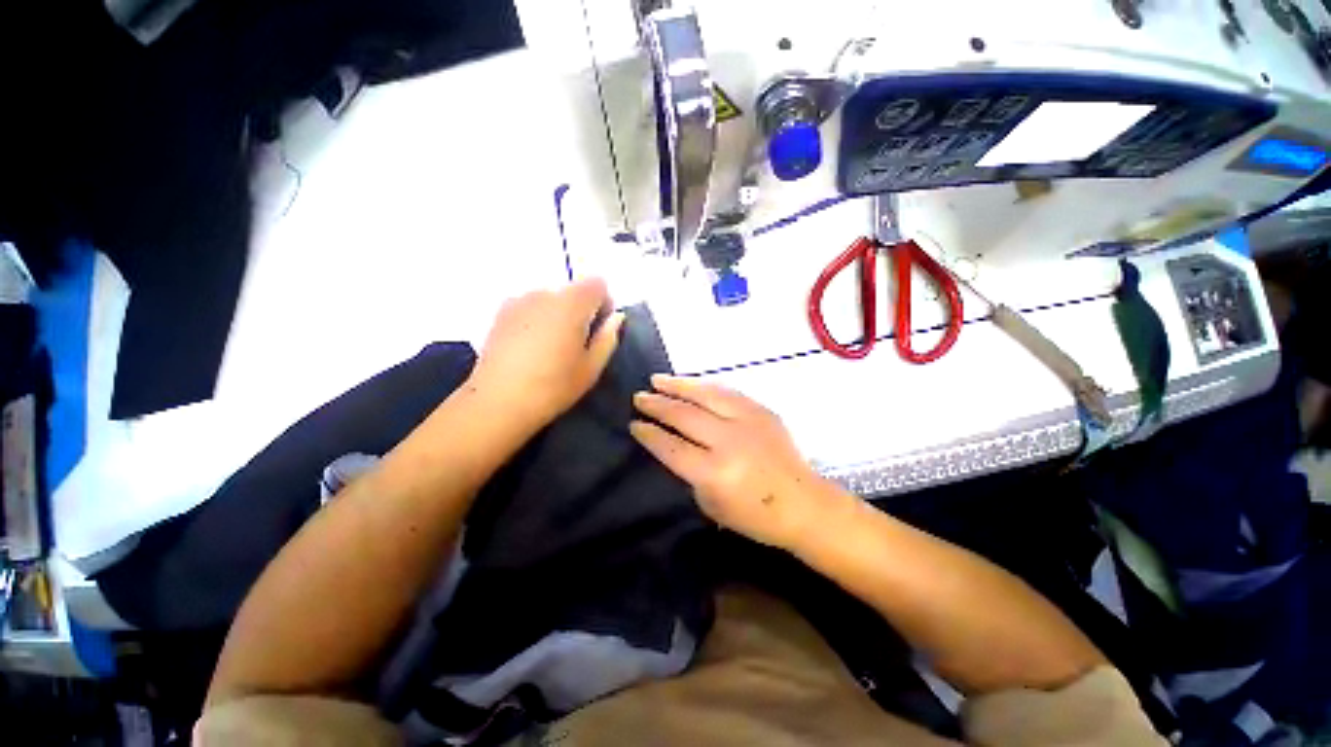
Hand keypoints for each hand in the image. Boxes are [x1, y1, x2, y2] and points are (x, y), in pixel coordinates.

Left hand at [470, 278, 624, 430]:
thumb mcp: (592, 367)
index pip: (597, 284)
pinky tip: (531, 349)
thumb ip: (608, 338)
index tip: (600, 330)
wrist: (499, 401)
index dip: (604, 304)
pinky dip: (538, 320)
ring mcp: (519, 301)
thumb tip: (616, 318)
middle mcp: (545, 293)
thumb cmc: (554, 386)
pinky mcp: (500, 314)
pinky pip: (530, 308)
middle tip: (578, 344)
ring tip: (552, 348)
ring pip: (550, 300)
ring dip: (559, 315)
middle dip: (581, 311)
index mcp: (572, 303)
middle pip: (573, 291)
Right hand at [630, 375, 851, 549]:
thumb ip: (691, 472)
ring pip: (705, 395)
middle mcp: (729, 441)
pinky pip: (727, 392)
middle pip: (684, 416)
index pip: (672, 447)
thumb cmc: (755, 516)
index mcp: (714, 472)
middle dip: (658, 405)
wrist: (805, 504)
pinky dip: (705, 386)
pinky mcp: (762, 411)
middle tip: (639, 397)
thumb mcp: (711, 504)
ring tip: (658, 379)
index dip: (650, 434)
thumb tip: (677, 445)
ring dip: (678, 385)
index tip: (635, 424)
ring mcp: (748, 421)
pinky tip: (692, 383)